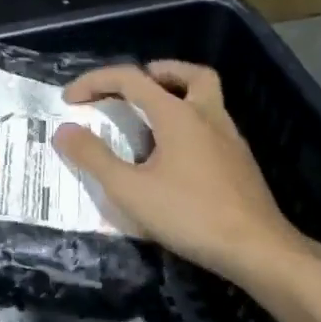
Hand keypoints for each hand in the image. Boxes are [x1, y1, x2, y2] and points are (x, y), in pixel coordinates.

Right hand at [54, 60, 311, 280]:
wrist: (257, 249)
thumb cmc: (190, 215)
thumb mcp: (129, 190)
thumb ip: (94, 157)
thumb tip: (63, 131)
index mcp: (178, 115)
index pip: (132, 79)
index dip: (96, 82)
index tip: (70, 100)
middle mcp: (208, 116)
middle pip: (190, 75)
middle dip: (158, 72)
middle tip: (133, 88)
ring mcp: (230, 139)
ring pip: (207, 99)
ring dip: (178, 97)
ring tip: (150, 121)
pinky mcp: (240, 163)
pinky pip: (213, 127)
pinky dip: (190, 125)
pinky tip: (175, 158)